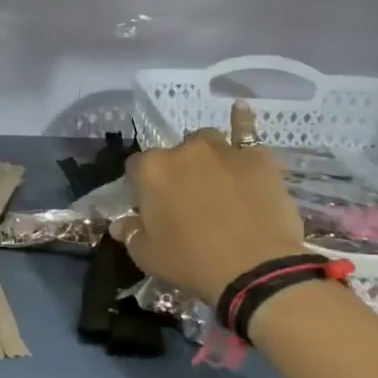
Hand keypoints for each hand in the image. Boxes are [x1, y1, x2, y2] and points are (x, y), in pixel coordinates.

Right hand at [112, 101, 306, 304]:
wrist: (256, 268)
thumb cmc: (193, 262)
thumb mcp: (148, 256)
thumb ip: (130, 234)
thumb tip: (120, 224)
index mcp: (151, 170)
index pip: (136, 168)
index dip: (142, 187)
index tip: (151, 207)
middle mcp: (184, 151)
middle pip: (173, 154)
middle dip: (176, 172)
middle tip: (186, 202)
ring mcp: (223, 150)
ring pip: (206, 143)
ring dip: (205, 157)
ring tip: (215, 181)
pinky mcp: (257, 158)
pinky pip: (246, 132)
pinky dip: (241, 122)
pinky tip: (240, 109)